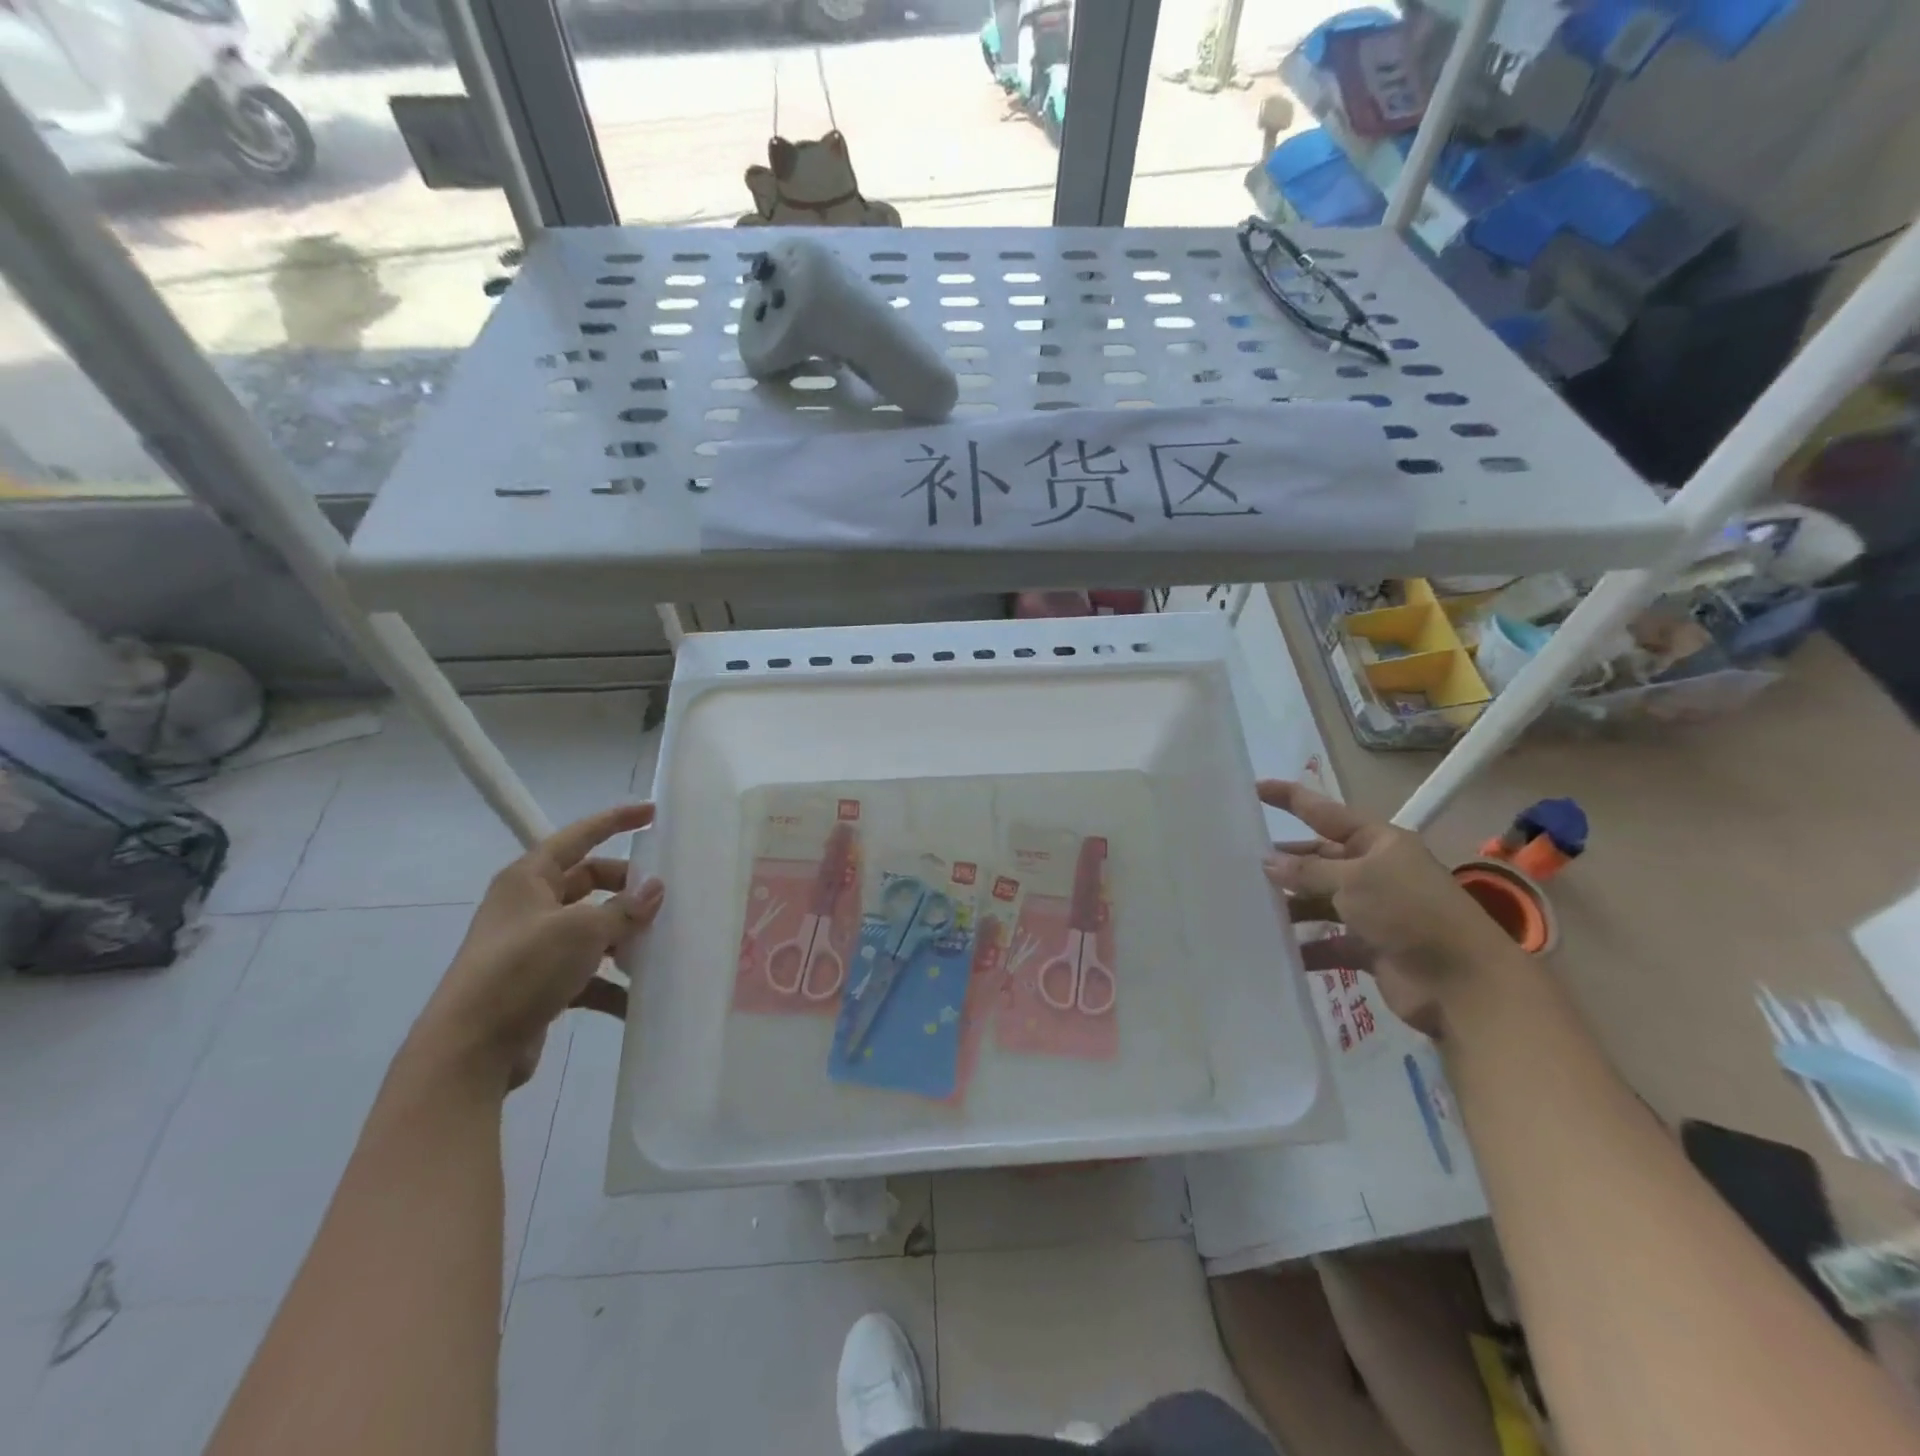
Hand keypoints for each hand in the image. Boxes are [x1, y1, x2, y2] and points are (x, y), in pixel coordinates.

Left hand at [410, 804, 663, 1089]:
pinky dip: (610, 983)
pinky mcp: (539, 985)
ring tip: (659, 946)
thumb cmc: (522, 970)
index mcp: (529, 879)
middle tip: (663, 898)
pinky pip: (586, 973)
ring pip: (591, 929)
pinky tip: (637, 999)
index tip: (652, 812)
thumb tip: (655, 889)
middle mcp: (529, 906)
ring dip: (624, 938)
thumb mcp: (582, 930)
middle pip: (589, 883)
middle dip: (627, 889)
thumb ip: (624, 909)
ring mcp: (533, 947)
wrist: (469, 1050)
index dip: (615, 821)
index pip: (579, 836)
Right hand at [1259, 779, 1515, 1035]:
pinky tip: (1273, 948)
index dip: (1290, 798)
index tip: (1253, 787)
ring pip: (1318, 900)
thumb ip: (1308, 871)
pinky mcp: (1369, 948)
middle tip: (1237, 860)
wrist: (1464, 986)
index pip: (1325, 812)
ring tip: (1247, 905)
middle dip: (1283, 860)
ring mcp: (1372, 911)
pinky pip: (1326, 941)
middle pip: (1318, 859)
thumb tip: (1267, 862)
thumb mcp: (1355, 880)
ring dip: (1288, 904)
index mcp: (1379, 843)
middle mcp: (1374, 872)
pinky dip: (1304, 945)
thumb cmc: (1410, 913)